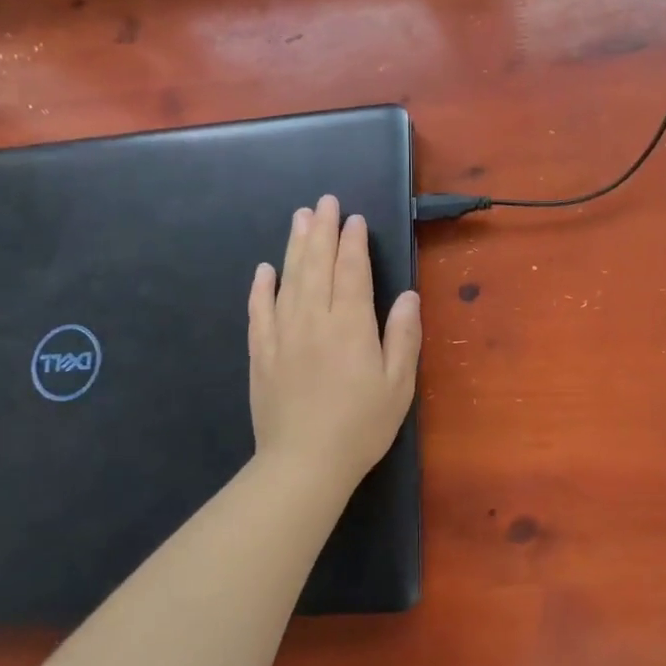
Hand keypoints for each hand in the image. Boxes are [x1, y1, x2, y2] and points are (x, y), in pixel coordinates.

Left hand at [248, 195, 420, 494]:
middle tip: (325, 202)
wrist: (303, 463)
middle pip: (317, 265)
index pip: (351, 271)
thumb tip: (406, 296)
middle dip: (323, 230)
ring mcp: (282, 334)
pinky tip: (265, 269)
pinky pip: (259, 311)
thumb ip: (403, 336)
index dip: (353, 242)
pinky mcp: (261, 353)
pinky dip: (262, 287)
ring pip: (288, 279)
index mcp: (351, 325)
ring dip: (295, 246)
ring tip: (300, 218)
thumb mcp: (398, 385)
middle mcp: (314, 319)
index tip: (354, 219)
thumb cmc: (361, 425)